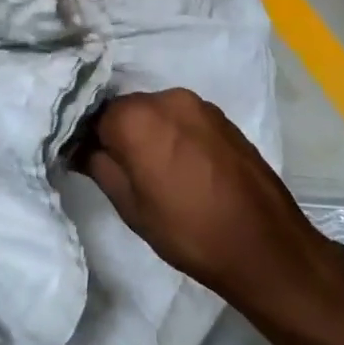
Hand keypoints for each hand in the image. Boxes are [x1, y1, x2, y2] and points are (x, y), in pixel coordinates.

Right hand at [74, 89, 341, 317]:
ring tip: (154, 172)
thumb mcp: (130, 206)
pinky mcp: (225, 119)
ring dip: (148, 134)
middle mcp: (168, 99)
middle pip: (127, 110)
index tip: (86, 163)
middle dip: (118, 134)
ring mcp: (201, 106)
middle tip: (120, 171)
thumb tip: (80, 148)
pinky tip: (182, 168)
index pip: (94, 116)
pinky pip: (184, 120)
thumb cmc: (186, 230)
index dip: (87, 140)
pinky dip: (174, 136)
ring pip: (157, 113)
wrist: (263, 245)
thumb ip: (99, 167)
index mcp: (137, 117)